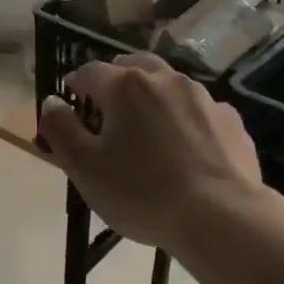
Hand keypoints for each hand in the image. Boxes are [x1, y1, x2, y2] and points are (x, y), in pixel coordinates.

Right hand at [38, 53, 260, 252]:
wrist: (221, 216)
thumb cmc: (142, 192)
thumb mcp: (84, 167)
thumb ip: (61, 129)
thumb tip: (52, 101)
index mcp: (125, 87)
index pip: (89, 72)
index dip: (75, 84)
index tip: (70, 101)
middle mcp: (166, 80)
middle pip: (133, 66)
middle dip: (115, 79)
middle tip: (106, 105)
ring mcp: (203, 97)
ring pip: (169, 83)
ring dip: (152, 94)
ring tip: (146, 124)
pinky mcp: (230, 120)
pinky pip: (199, 109)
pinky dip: (185, 118)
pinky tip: (186, 145)